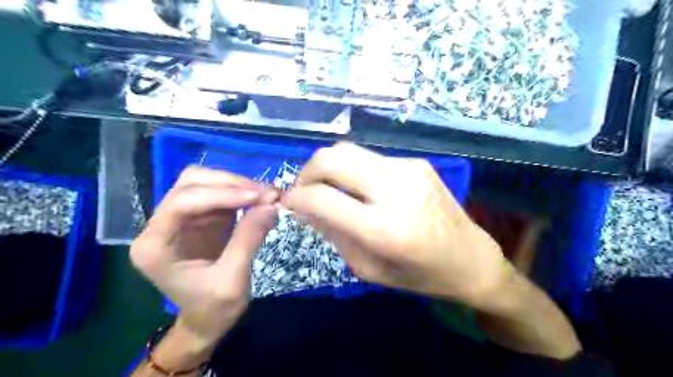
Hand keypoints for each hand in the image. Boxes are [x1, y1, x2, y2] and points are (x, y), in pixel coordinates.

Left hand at [132, 167, 277, 343]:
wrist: (207, 321)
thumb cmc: (213, 309)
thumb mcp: (233, 280)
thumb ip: (249, 239)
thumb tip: (272, 204)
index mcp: (154, 245)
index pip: (182, 202)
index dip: (221, 194)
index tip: (258, 197)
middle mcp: (161, 225)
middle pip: (191, 183)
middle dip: (231, 184)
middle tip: (266, 193)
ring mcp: (181, 219)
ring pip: (205, 182)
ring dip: (237, 185)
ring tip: (267, 195)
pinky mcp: (200, 218)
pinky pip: (219, 193)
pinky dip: (241, 193)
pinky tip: (260, 200)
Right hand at [282, 142, 513, 306]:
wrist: (471, 258)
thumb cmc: (419, 274)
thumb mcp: (368, 268)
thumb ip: (332, 233)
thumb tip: (304, 205)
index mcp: (383, 228)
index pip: (321, 198)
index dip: (296, 197)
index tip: (289, 203)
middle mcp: (395, 189)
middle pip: (331, 158)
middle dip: (307, 173)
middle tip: (305, 191)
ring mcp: (408, 169)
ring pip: (348, 151)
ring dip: (330, 169)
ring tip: (330, 190)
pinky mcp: (417, 162)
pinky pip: (370, 159)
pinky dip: (355, 171)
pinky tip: (363, 190)